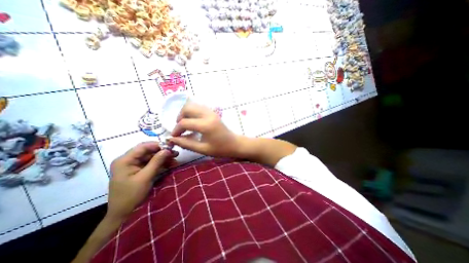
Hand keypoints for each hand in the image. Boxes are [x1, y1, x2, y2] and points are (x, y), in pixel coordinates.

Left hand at [107, 142, 176, 219]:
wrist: (122, 214)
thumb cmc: (131, 195)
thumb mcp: (145, 177)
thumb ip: (156, 162)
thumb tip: (167, 149)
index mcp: (125, 160)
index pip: (143, 146)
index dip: (158, 145)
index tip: (171, 147)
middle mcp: (128, 160)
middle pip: (148, 152)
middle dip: (163, 152)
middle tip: (176, 154)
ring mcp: (133, 166)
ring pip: (151, 157)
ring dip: (163, 158)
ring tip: (175, 160)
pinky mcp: (138, 171)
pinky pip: (151, 164)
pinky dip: (161, 164)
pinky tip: (170, 165)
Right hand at [169, 103, 241, 157]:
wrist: (235, 144)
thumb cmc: (220, 149)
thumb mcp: (202, 149)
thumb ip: (186, 144)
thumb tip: (172, 139)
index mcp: (206, 125)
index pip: (184, 123)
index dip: (176, 129)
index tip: (174, 137)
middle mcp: (208, 115)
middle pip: (187, 108)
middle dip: (179, 117)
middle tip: (180, 129)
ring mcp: (211, 112)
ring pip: (193, 106)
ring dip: (186, 114)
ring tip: (186, 125)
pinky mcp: (213, 112)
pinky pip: (199, 108)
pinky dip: (193, 113)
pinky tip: (194, 122)